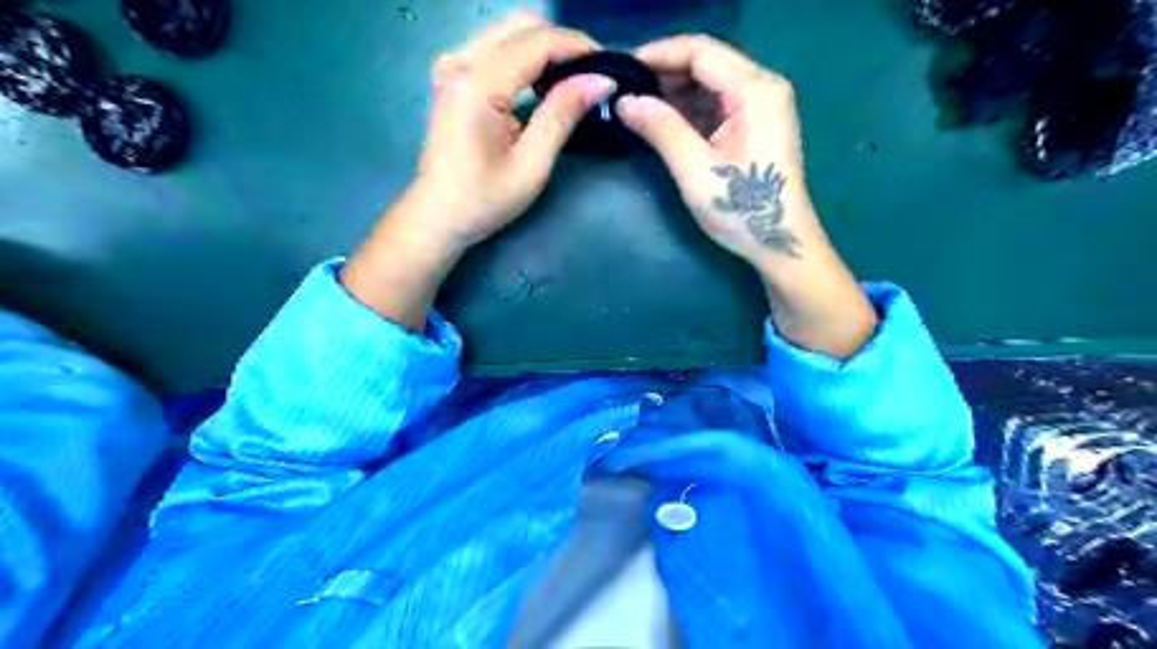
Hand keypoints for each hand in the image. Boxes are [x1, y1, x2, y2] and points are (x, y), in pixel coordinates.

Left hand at [404, 12, 614, 253]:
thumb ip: (562, 115)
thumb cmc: (484, 199)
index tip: (609, 64)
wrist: (438, 215)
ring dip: (545, 46)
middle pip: (520, 25)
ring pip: (508, 31)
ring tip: (574, 75)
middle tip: (593, 72)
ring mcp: (452, 65)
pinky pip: (495, 46)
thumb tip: (600, 81)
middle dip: (562, 42)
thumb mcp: (532, 165)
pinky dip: (525, 54)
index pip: (536, 43)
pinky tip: (544, 79)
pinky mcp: (453, 75)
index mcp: (477, 85)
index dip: (577, 47)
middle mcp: (460, 63)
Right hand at [613, 35, 810, 266]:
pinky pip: (719, 101)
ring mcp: (764, 105)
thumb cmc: (741, 209)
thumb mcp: (696, 170)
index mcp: (755, 90)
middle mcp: (764, 86)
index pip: (700, 51)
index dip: (658, 54)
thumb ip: (662, 129)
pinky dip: (690, 105)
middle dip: (665, 71)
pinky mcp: (758, 123)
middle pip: (708, 61)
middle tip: (626, 89)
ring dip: (676, 88)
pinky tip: (666, 119)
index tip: (622, 70)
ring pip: (712, 80)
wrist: (780, 242)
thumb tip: (624, 101)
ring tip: (639, 104)